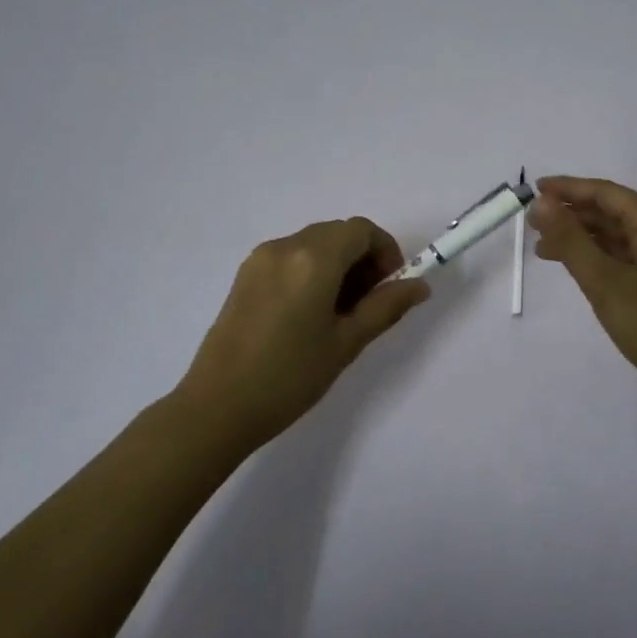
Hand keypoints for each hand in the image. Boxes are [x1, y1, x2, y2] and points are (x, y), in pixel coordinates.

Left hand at [173, 217, 430, 446]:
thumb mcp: (346, 343)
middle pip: (337, 233)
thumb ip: (386, 307)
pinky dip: (312, 271)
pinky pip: (290, 257)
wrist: (217, 406)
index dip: (385, 251)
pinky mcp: (245, 276)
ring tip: (340, 313)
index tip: (391, 286)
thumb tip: (420, 286)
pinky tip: (310, 313)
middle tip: (369, 303)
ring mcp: (260, 259)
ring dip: (337, 264)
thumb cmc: (290, 376)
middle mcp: (285, 246)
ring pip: (313, 244)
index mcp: (314, 258)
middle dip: (362, 258)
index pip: (361, 230)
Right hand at [528, 176, 636, 411]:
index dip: (569, 188)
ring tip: (546, 250)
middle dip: (573, 215)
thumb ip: (571, 240)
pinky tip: (582, 271)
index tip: (535, 190)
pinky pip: (630, 259)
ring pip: (621, 238)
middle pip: (615, 213)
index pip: (607, 193)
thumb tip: (542, 203)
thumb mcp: (605, 282)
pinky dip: (602, 259)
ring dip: (585, 239)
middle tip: (534, 224)